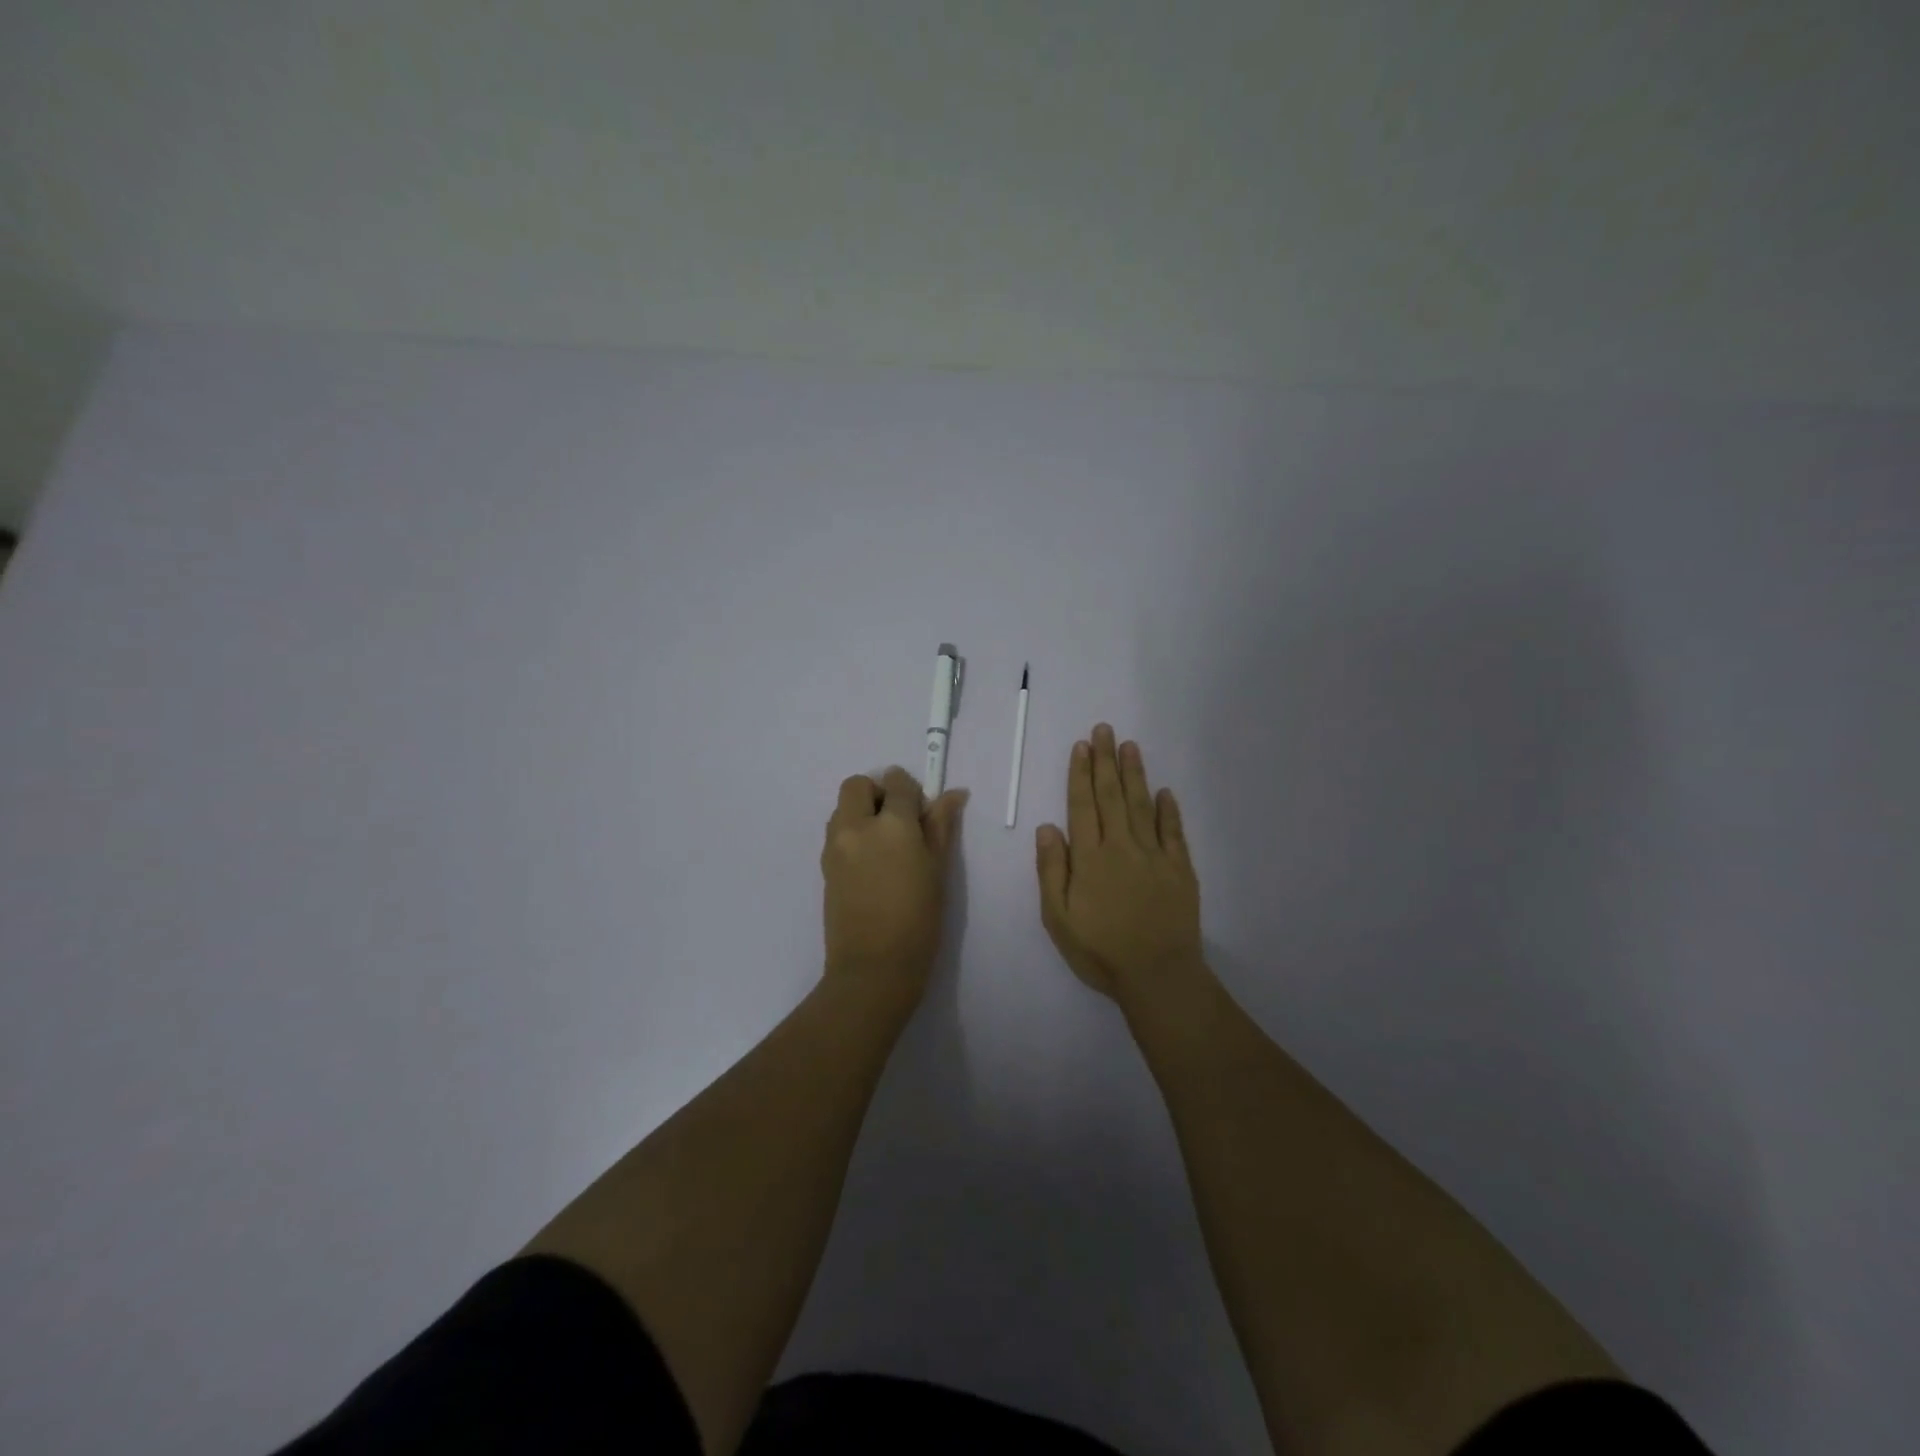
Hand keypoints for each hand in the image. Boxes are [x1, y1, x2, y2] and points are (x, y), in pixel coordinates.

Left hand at [821, 767, 967, 1005]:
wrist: (874, 968)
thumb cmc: (918, 920)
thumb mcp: (938, 870)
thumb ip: (941, 826)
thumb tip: (953, 794)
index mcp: (891, 825)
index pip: (898, 783)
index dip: (911, 790)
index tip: (922, 811)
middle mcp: (856, 826)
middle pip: (857, 785)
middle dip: (878, 793)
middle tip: (899, 823)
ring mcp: (835, 846)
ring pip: (842, 807)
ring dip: (861, 812)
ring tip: (884, 847)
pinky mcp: (824, 866)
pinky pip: (836, 833)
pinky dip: (852, 834)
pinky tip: (871, 865)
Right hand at [1036, 724, 1203, 1004]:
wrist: (1158, 975)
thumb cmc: (1100, 950)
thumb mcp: (1058, 917)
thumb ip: (1052, 870)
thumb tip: (1047, 826)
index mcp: (1090, 857)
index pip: (1082, 805)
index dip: (1080, 774)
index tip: (1082, 746)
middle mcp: (1121, 846)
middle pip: (1112, 796)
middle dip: (1106, 761)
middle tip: (1105, 729)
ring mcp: (1154, 856)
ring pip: (1142, 805)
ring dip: (1134, 774)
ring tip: (1130, 746)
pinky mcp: (1180, 869)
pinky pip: (1174, 832)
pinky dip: (1169, 810)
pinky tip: (1165, 791)